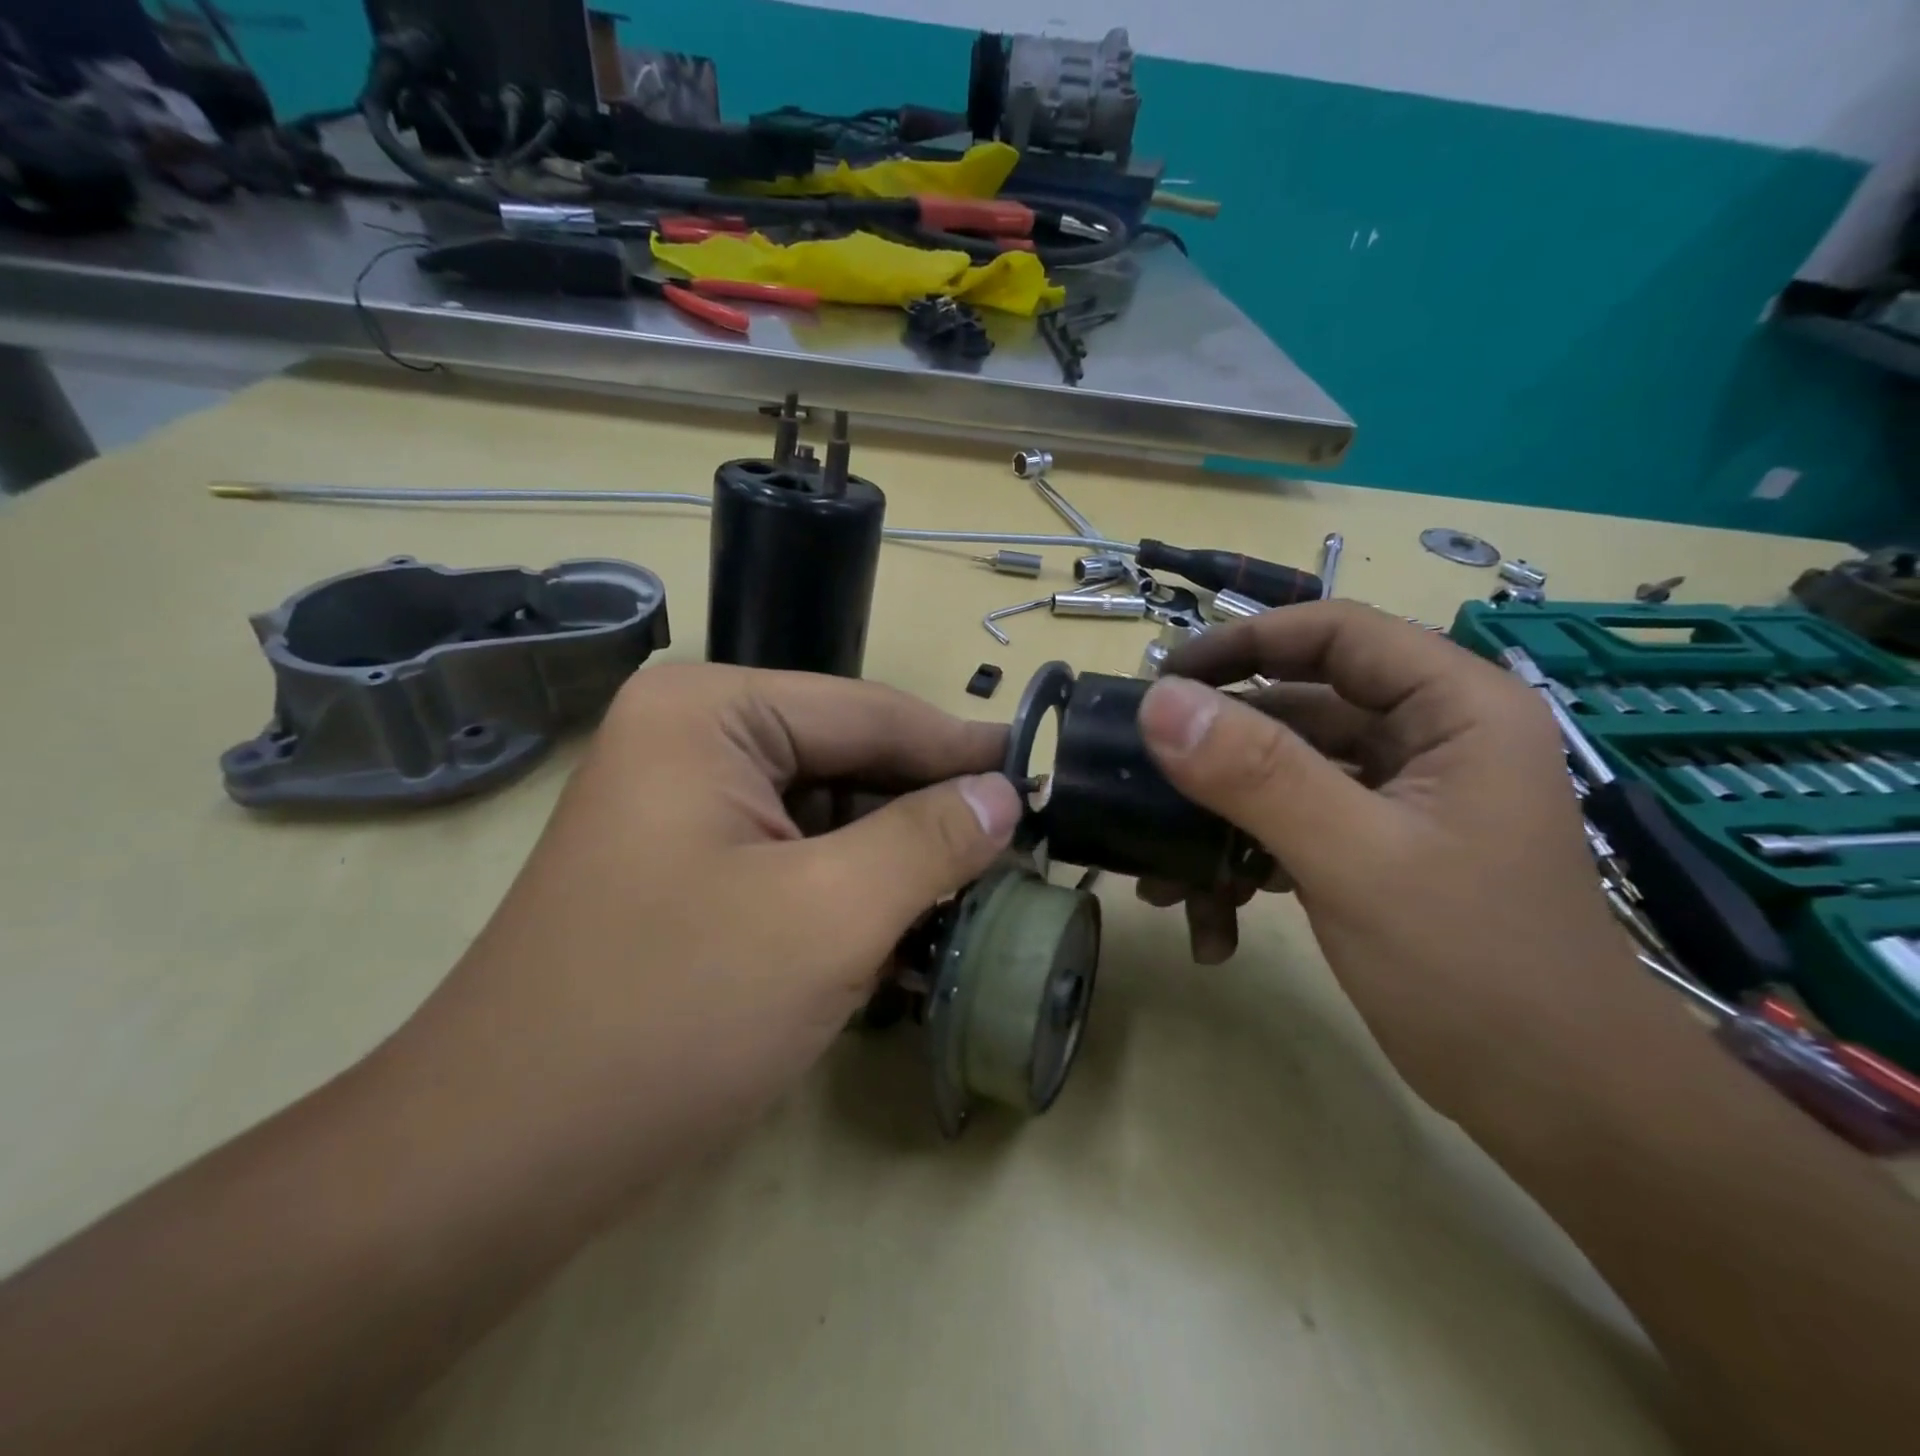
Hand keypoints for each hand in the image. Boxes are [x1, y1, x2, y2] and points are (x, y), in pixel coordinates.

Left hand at [392, 664, 1021, 1179]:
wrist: (500, 1159)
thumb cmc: (672, 1013)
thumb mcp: (830, 915)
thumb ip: (930, 838)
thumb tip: (1005, 794)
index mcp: (709, 712)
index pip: (869, 712)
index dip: (962, 749)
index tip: (1041, 778)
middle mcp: (688, 738)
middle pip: (846, 761)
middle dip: (926, 811)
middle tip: (1017, 849)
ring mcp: (678, 805)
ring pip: (823, 815)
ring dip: (892, 859)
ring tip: (971, 894)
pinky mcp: (680, 867)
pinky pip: (789, 857)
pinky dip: (847, 891)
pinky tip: (901, 931)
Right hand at [1134, 602, 1657, 1122]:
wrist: (1561, 1106)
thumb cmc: (1477, 969)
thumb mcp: (1354, 859)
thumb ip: (1256, 773)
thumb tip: (1159, 702)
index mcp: (1455, 709)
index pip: (1335, 633)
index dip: (1244, 642)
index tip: (1164, 680)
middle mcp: (1430, 739)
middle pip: (1299, 706)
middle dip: (1217, 751)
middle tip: (1143, 776)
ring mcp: (1400, 799)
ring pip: (1286, 775)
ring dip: (1221, 821)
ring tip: (1164, 878)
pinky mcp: (1377, 850)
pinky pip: (1293, 827)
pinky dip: (1247, 862)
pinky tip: (1214, 920)